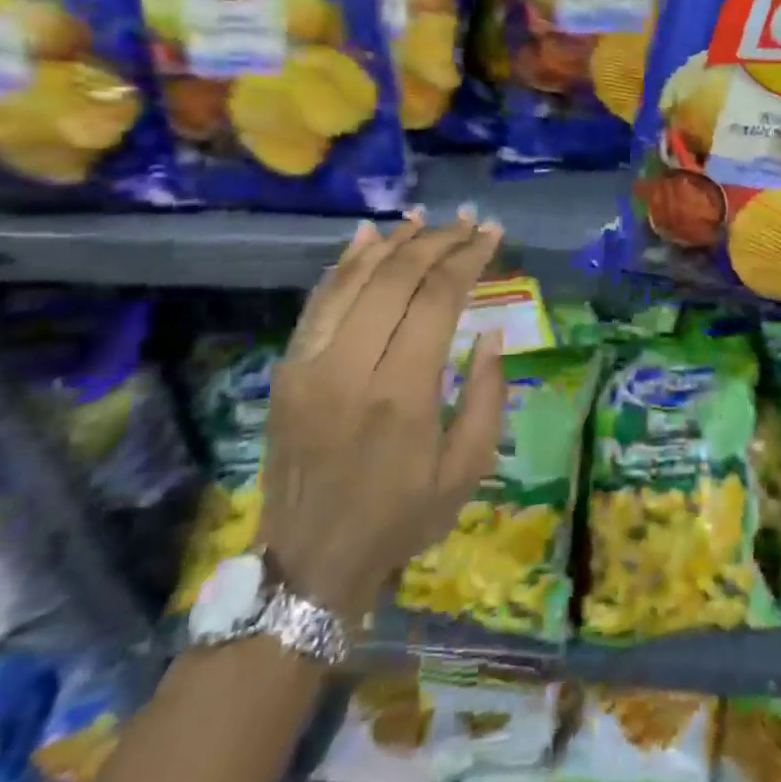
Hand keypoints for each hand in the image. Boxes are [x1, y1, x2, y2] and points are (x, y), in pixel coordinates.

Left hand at [259, 209, 506, 622]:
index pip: (437, 299)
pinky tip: (368, 236)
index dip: (469, 259)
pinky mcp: (287, 370)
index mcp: (401, 394)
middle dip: (439, 242)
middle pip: (396, 279)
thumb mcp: (467, 469)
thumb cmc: (401, 516)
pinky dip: (345, 263)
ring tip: (426, 220)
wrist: (310, 561)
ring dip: (393, 242)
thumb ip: (486, 396)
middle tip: (470, 223)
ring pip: (353, 280)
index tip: (493, 235)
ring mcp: (309, 366)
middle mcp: (349, 368)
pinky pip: (318, 301)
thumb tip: (490, 334)